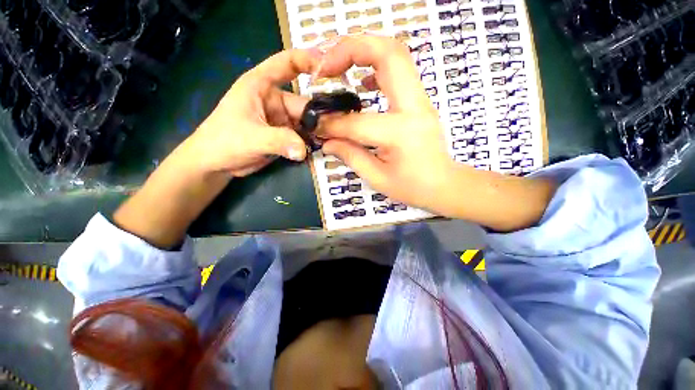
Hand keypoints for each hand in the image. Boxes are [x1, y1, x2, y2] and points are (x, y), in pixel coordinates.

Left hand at [178, 48, 322, 177]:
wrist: (216, 163)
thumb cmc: (223, 142)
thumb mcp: (251, 138)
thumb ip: (279, 141)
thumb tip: (303, 150)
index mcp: (261, 85)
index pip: (286, 63)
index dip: (307, 60)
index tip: (328, 68)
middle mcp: (275, 100)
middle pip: (305, 104)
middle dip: (320, 117)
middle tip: (339, 130)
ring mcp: (282, 119)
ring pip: (307, 122)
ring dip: (319, 132)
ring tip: (334, 141)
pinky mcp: (285, 135)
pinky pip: (304, 136)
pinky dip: (313, 142)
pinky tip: (323, 148)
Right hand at [316, 36, 556, 230]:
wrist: (444, 184)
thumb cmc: (412, 187)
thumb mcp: (377, 178)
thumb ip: (350, 156)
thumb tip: (326, 142)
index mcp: (399, 133)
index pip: (356, 122)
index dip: (332, 123)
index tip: (317, 123)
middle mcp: (413, 107)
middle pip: (387, 54)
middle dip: (350, 49)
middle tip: (325, 65)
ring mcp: (420, 100)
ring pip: (395, 54)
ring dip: (364, 51)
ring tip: (339, 67)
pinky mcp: (419, 101)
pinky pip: (399, 71)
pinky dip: (377, 66)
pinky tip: (363, 82)